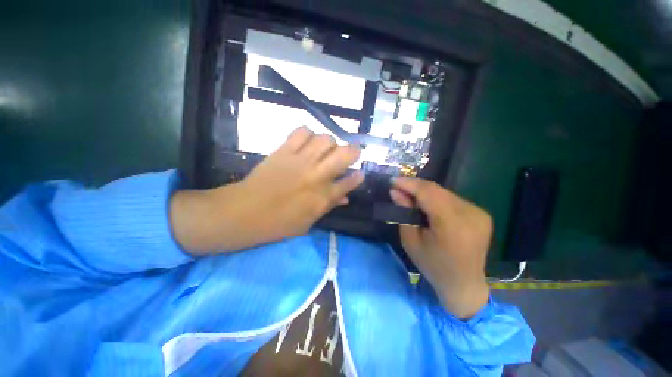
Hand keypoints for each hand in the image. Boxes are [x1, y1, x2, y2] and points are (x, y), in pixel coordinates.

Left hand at [171, 127, 363, 253]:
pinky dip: (308, 134)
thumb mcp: (308, 222)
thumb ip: (329, 206)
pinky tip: (308, 142)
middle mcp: (316, 176)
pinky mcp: (284, 151)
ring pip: (325, 139)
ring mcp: (300, 161)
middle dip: (353, 152)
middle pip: (343, 155)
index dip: (358, 177)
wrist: (245, 212)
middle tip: (350, 154)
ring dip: (330, 143)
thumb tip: (345, 198)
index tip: (361, 173)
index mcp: (322, 197)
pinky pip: (301, 132)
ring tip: (326, 149)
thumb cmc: (279, 223)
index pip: (348, 183)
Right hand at [390, 178, 490, 317]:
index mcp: (453, 224)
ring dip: (424, 192)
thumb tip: (395, 192)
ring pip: (444, 192)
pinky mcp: (480, 213)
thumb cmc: (433, 266)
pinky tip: (425, 204)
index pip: (428, 192)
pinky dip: (435, 198)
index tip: (392, 180)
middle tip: (397, 187)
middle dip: (414, 186)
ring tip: (408, 195)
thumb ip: (404, 213)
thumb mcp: (411, 241)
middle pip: (437, 190)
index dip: (409, 183)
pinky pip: (451, 199)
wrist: (464, 285)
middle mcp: (470, 213)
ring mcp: (478, 212)